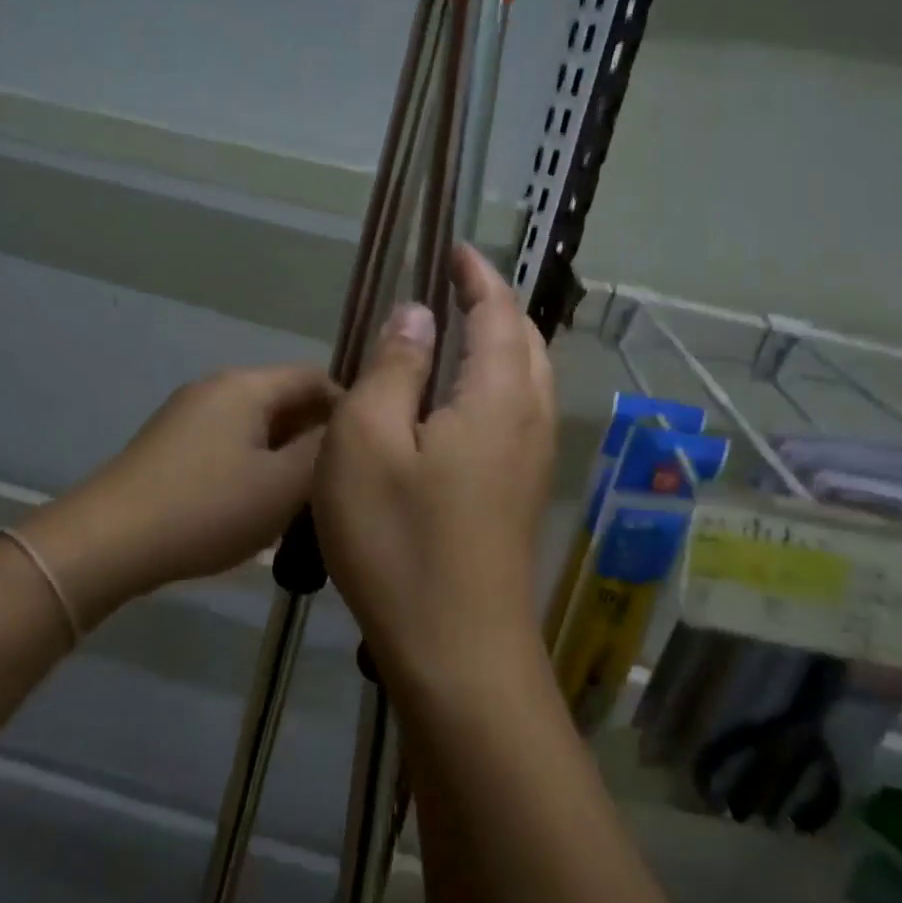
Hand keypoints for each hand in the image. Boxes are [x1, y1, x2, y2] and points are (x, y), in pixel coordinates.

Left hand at [21, 365, 335, 620]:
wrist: (108, 541)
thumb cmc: (207, 508)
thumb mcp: (282, 485)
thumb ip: (325, 452)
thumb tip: (349, 428)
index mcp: (247, 386)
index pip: (315, 377)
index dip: (349, 408)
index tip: (366, 452)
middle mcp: (217, 387)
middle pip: (285, 399)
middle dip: (317, 436)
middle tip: (339, 481)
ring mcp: (188, 415)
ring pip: (258, 425)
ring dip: (287, 454)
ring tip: (305, 499)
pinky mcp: (171, 445)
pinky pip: (231, 443)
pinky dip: (256, 464)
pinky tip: (259, 504)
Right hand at [313, 245, 555, 693]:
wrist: (457, 653)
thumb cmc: (400, 540)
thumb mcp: (367, 441)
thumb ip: (395, 366)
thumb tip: (417, 313)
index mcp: (499, 395)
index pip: (498, 311)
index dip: (477, 275)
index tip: (455, 249)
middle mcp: (531, 420)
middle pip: (526, 342)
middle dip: (495, 305)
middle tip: (454, 287)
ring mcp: (534, 462)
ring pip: (528, 381)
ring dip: (499, 345)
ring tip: (456, 335)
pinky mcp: (522, 496)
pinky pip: (518, 415)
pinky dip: (496, 386)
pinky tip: (457, 407)